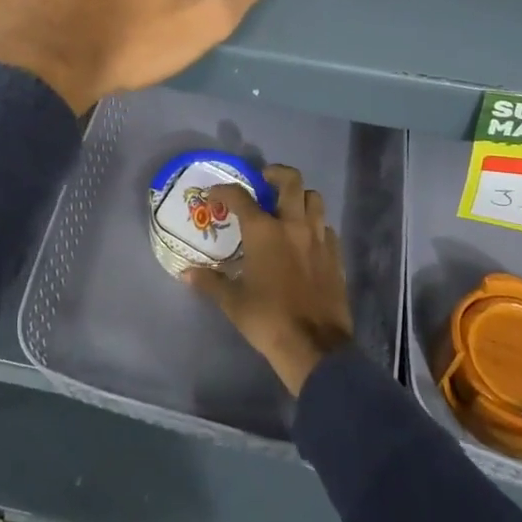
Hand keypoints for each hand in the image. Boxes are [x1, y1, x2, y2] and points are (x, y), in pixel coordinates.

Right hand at [187, 165, 353, 395]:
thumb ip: (210, 282)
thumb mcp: (232, 302)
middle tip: (263, 181)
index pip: (240, 197)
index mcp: (264, 231)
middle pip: (291, 181)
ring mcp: (318, 238)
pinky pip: (326, 227)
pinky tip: (306, 239)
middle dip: (276, 173)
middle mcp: (293, 225)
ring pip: (314, 199)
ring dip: (300, 196)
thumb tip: (187, 274)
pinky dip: (316, 225)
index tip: (216, 194)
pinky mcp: (335, 255)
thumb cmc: (268, 320)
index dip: (225, 190)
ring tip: (287, 207)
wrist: (314, 348)